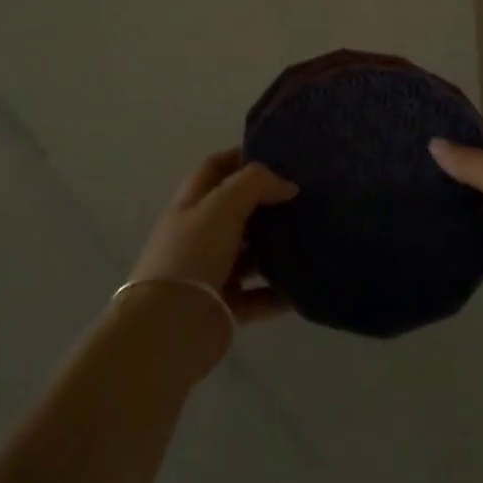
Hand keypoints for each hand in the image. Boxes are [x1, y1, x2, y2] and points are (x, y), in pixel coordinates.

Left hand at [129, 149, 297, 323]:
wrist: (170, 326)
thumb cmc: (192, 254)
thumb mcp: (221, 206)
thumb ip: (255, 185)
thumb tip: (287, 185)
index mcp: (192, 203)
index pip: (216, 168)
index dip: (241, 156)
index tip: (279, 156)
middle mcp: (200, 233)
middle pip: (237, 210)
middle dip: (268, 203)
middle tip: (307, 198)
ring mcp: (212, 270)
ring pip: (250, 253)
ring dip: (277, 248)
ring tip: (312, 239)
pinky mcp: (225, 305)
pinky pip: (258, 295)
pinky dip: (278, 293)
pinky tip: (303, 288)